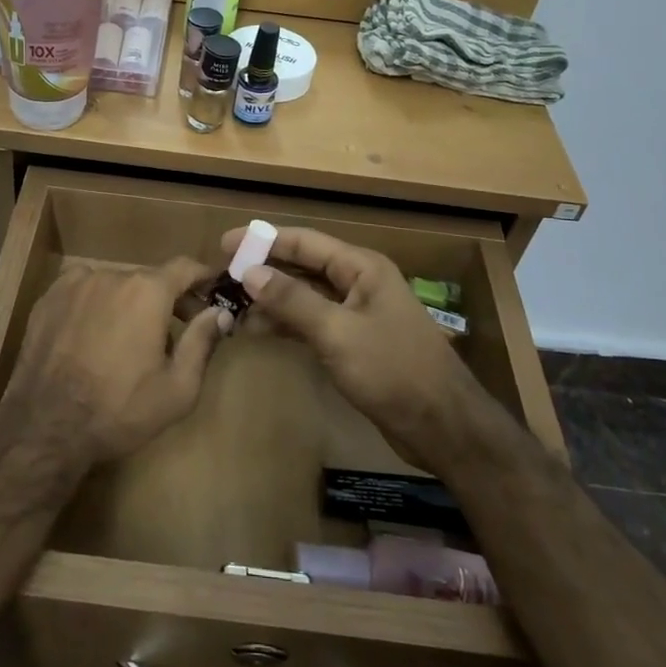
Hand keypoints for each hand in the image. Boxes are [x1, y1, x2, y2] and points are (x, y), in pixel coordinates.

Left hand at [1, 259, 229, 467]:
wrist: (46, 427)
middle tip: (176, 331)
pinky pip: (84, 292)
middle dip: (168, 300)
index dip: (203, 279)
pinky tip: (93, 337)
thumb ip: (202, 341)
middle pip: (150, 279)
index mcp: (147, 291)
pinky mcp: (49, 299)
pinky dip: (96, 306)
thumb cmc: (121, 409)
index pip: (186, 268)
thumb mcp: (178, 387)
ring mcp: (75, 284)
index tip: (213, 294)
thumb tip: (220, 312)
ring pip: (115, 286)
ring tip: (129, 340)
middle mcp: (111, 275)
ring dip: (129, 304)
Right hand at [220, 225, 492, 471]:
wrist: (443, 426)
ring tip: (231, 307)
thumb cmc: (393, 370)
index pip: (304, 242)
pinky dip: (286, 324)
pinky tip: (258, 331)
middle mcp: (358, 283)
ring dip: (271, 299)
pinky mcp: (354, 342)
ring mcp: (357, 313)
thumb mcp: (338, 333)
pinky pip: (312, 322)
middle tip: (222, 277)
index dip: (263, 240)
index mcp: (361, 268)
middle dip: (264, 270)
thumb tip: (249, 273)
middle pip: (303, 266)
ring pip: (305, 296)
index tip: (224, 243)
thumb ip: (293, 301)